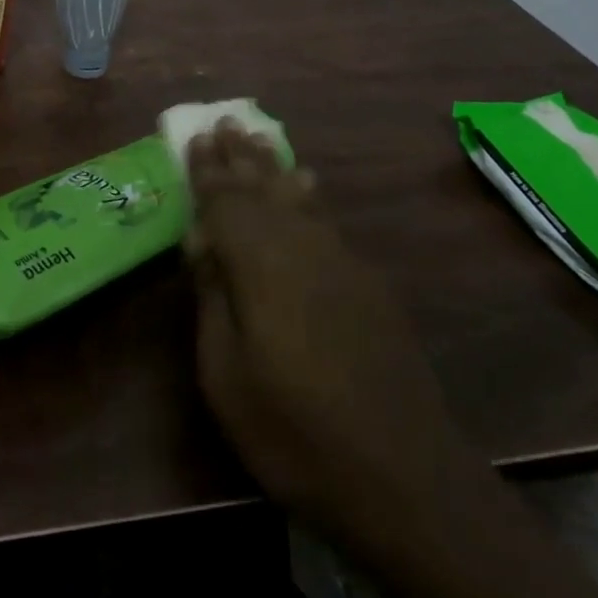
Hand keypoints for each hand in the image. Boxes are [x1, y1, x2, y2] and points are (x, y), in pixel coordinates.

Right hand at [183, 123, 454, 548]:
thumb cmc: (294, 433)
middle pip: (263, 188)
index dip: (207, 169)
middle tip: (224, 121)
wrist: (403, 477)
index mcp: (261, 265)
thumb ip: (214, 298)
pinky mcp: (367, 284)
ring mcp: (341, 263)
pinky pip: (325, 219)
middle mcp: (302, 247)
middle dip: (240, 155)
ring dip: (272, 166)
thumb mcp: (227, 375)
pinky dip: (307, 195)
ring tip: (257, 137)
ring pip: (297, 197)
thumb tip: (202, 241)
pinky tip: (306, 183)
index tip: (194, 136)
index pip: (226, 201)